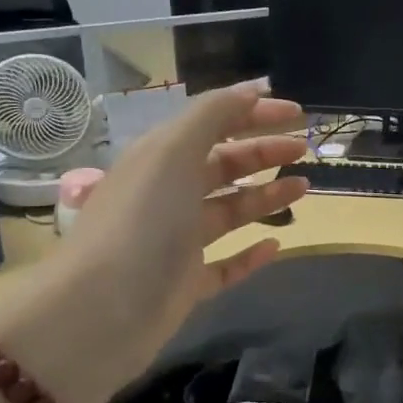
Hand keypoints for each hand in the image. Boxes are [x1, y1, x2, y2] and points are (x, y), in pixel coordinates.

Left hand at [0, 83, 308, 402]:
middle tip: (304, 148)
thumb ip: (213, 115)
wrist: (99, 313)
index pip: (212, 124)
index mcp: (160, 159)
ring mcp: (176, 242)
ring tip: (303, 187)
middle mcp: (167, 195)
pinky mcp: (184, 285)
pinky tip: (276, 245)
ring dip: (265, 195)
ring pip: (228, 211)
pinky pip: (225, 265)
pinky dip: (250, 254)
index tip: (297, 114)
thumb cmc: (141, 222)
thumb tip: (254, 88)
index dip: (253, 113)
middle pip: (222, 164)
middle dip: (263, 151)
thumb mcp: (173, 153)